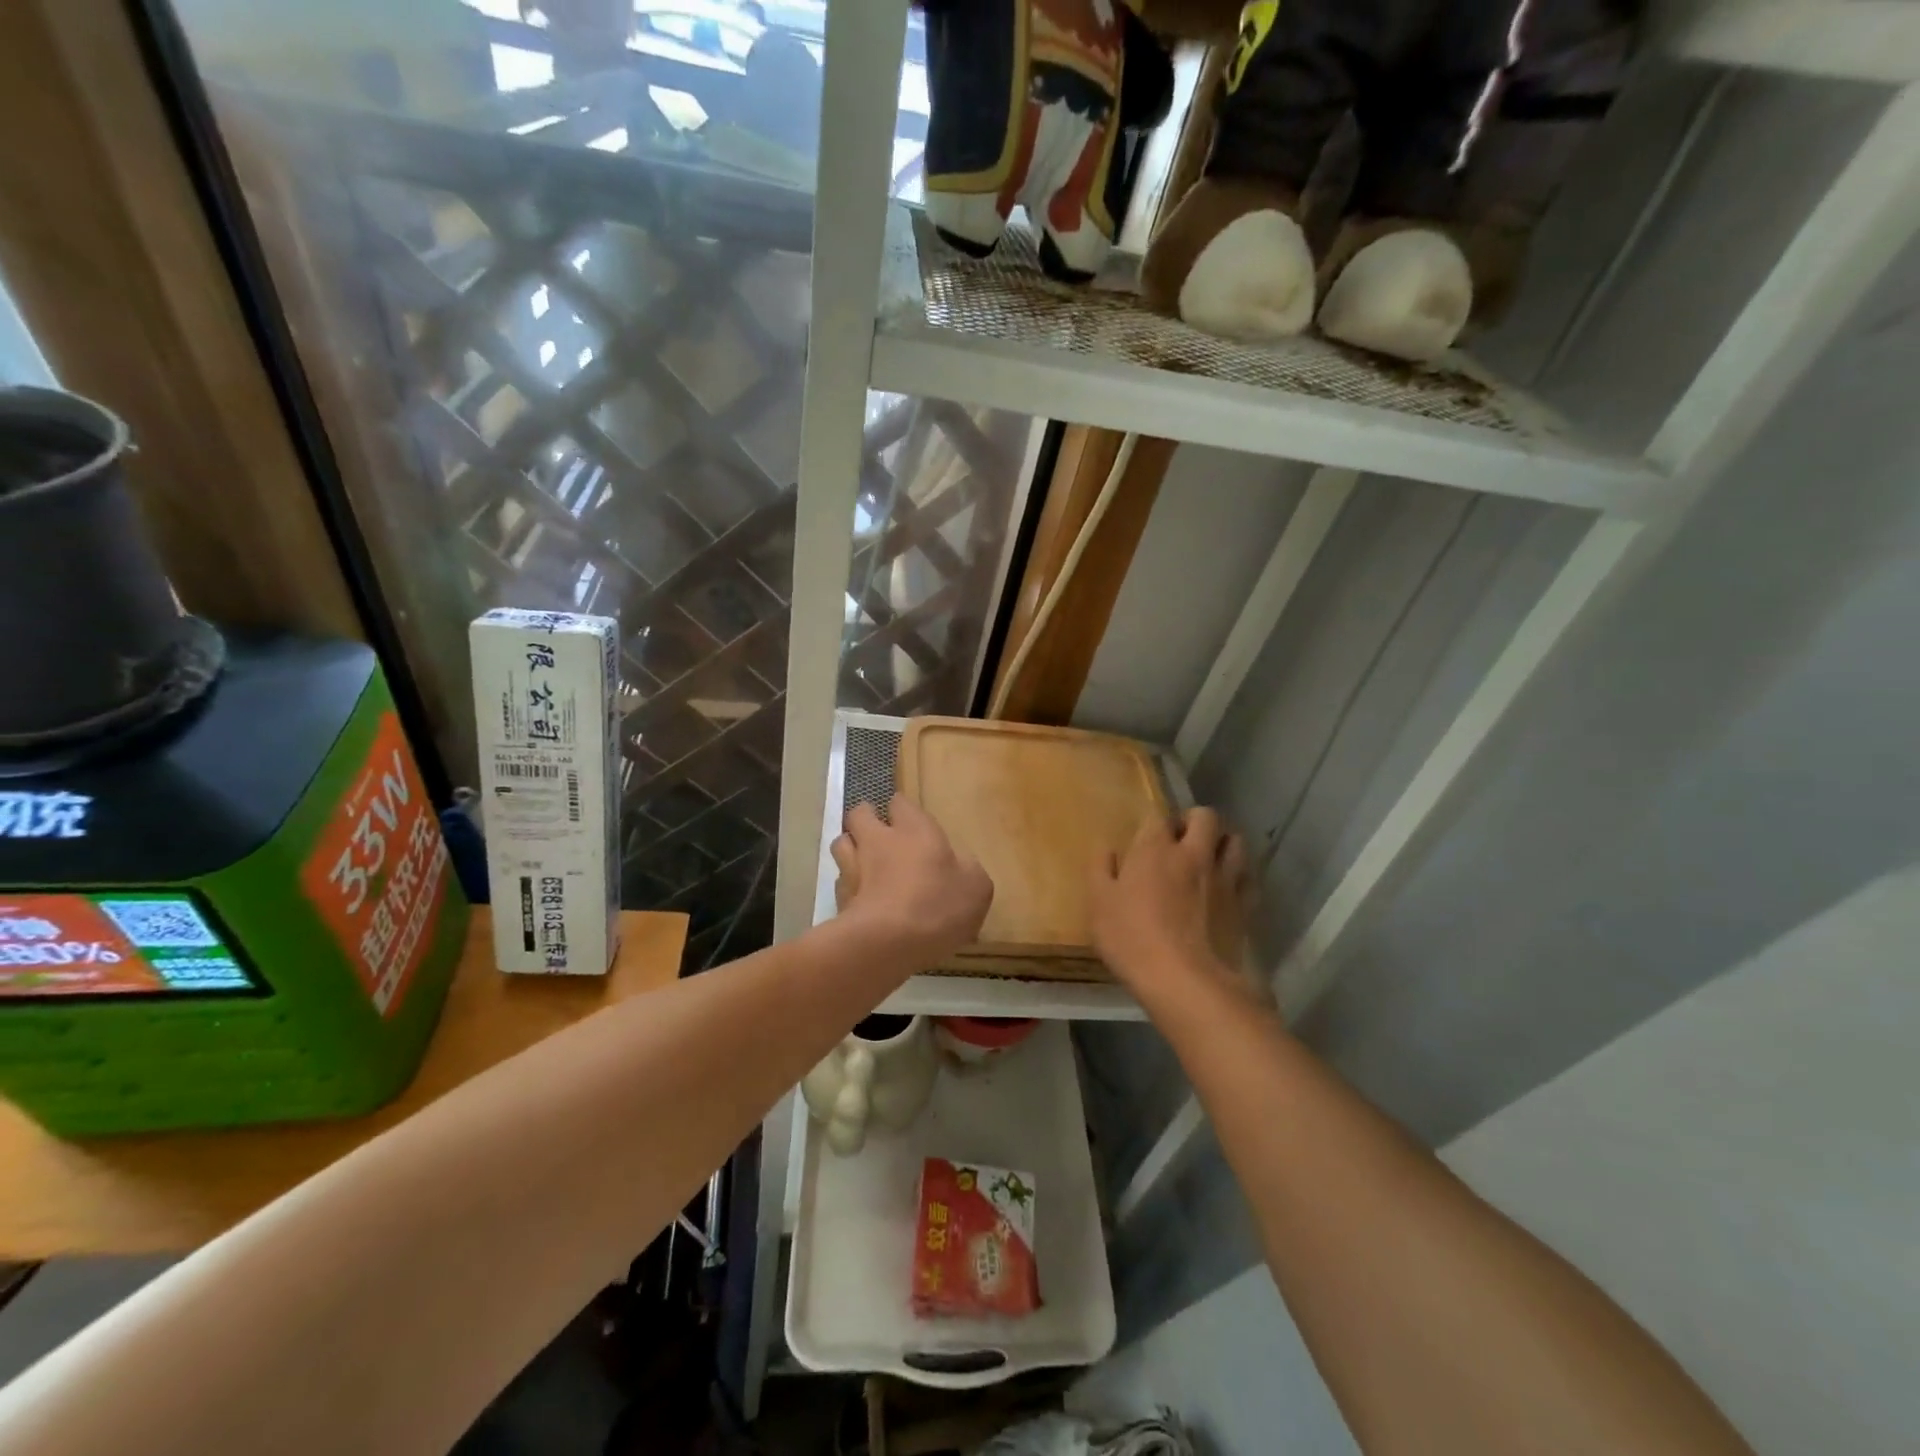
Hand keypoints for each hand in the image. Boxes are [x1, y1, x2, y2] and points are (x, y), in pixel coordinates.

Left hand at [829, 796, 992, 965]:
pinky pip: (840, 882)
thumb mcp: (976, 887)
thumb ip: (967, 870)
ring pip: (841, 843)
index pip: (900, 803)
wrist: (886, 943)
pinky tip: (861, 899)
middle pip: (860, 815)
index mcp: (914, 830)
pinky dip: (848, 885)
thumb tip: (959, 865)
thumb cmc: (937, 905)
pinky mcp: (839, 899)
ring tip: (863, 861)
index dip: (902, 809)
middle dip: (867, 818)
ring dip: (850, 847)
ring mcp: (853, 868)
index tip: (907, 819)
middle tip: (879, 832)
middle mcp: (878, 840)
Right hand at [1088, 807, 1247, 1000]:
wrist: (1186, 981)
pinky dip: (1239, 877)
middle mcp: (1194, 854)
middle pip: (1205, 817)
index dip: (1152, 824)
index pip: (1157, 816)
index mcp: (1155, 849)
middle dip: (1193, 821)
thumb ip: (1100, 870)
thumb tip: (1106, 848)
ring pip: (1235, 842)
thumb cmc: (1132, 939)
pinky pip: (1248, 878)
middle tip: (1180, 841)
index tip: (1144, 841)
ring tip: (1209, 859)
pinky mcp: (1244, 906)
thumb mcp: (1099, 904)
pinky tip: (1228, 890)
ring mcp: (1223, 879)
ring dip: (1222, 843)